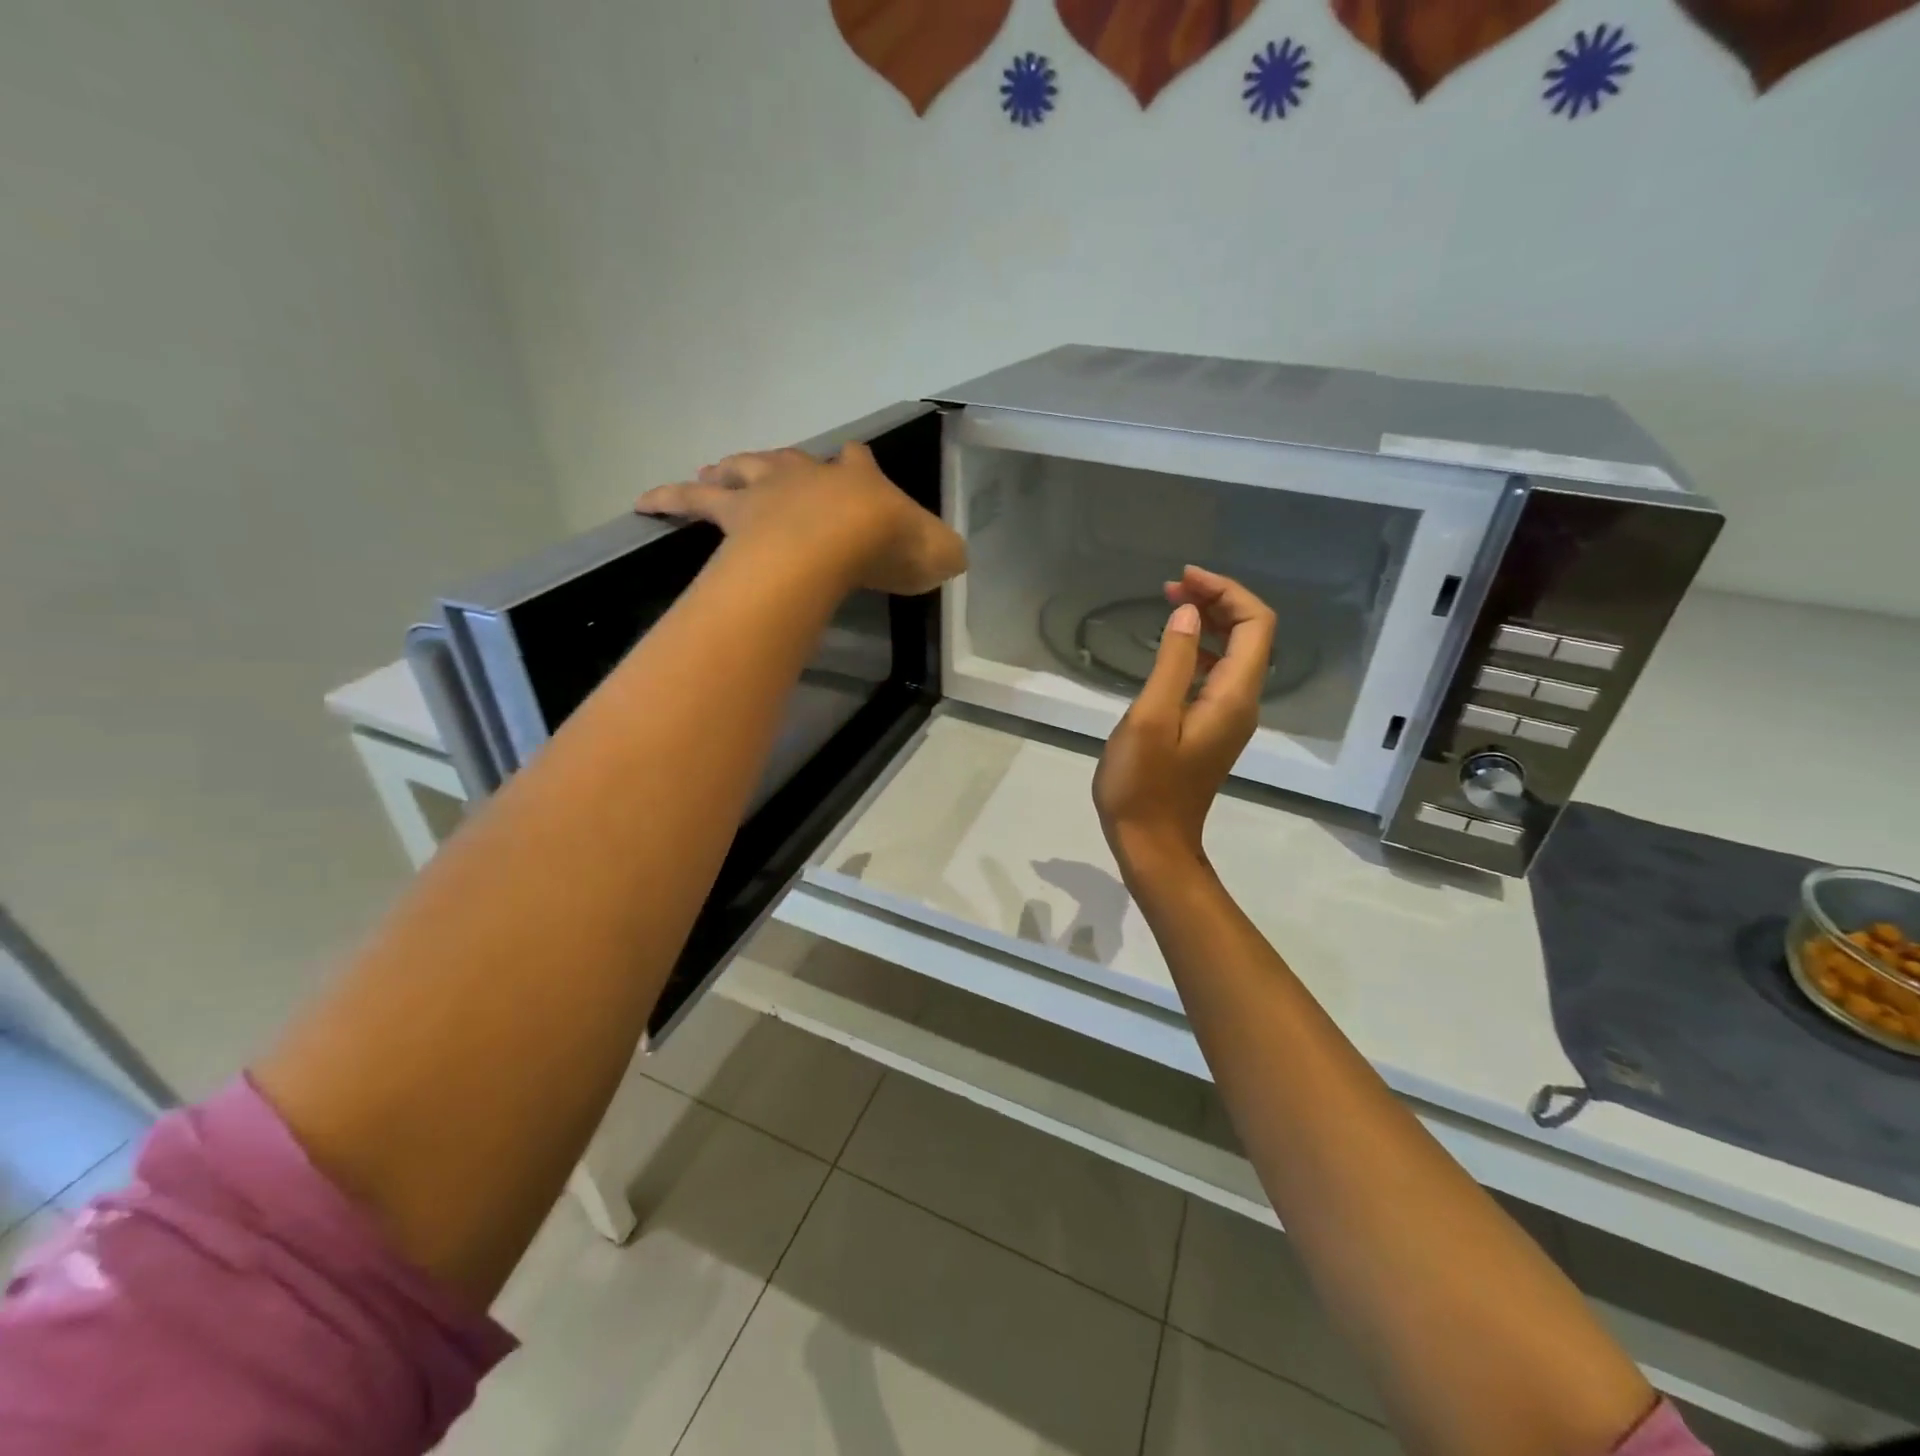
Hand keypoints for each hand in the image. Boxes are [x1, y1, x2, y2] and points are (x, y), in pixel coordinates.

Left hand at [635, 443, 964, 596]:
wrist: (837, 541)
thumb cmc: (886, 546)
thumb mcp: (935, 552)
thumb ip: (944, 552)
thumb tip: (952, 557)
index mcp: (859, 480)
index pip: (859, 463)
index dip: (859, 467)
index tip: (857, 470)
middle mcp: (809, 476)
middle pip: (792, 461)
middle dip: (787, 466)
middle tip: (774, 472)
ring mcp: (768, 490)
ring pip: (743, 470)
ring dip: (731, 470)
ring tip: (714, 472)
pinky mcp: (735, 513)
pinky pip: (694, 502)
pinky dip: (670, 499)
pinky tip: (645, 503)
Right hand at [1093, 566, 1276, 881]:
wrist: (1152, 843)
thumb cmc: (1143, 784)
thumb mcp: (1150, 718)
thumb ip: (1174, 662)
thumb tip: (1189, 615)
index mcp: (1233, 697)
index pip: (1255, 624)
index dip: (1225, 592)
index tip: (1183, 581)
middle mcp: (1242, 704)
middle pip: (1251, 635)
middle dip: (1216, 602)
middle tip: (1171, 589)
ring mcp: (1229, 719)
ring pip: (1235, 654)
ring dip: (1208, 624)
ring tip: (1169, 608)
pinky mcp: (1213, 730)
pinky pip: (1219, 676)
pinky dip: (1201, 651)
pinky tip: (1172, 650)